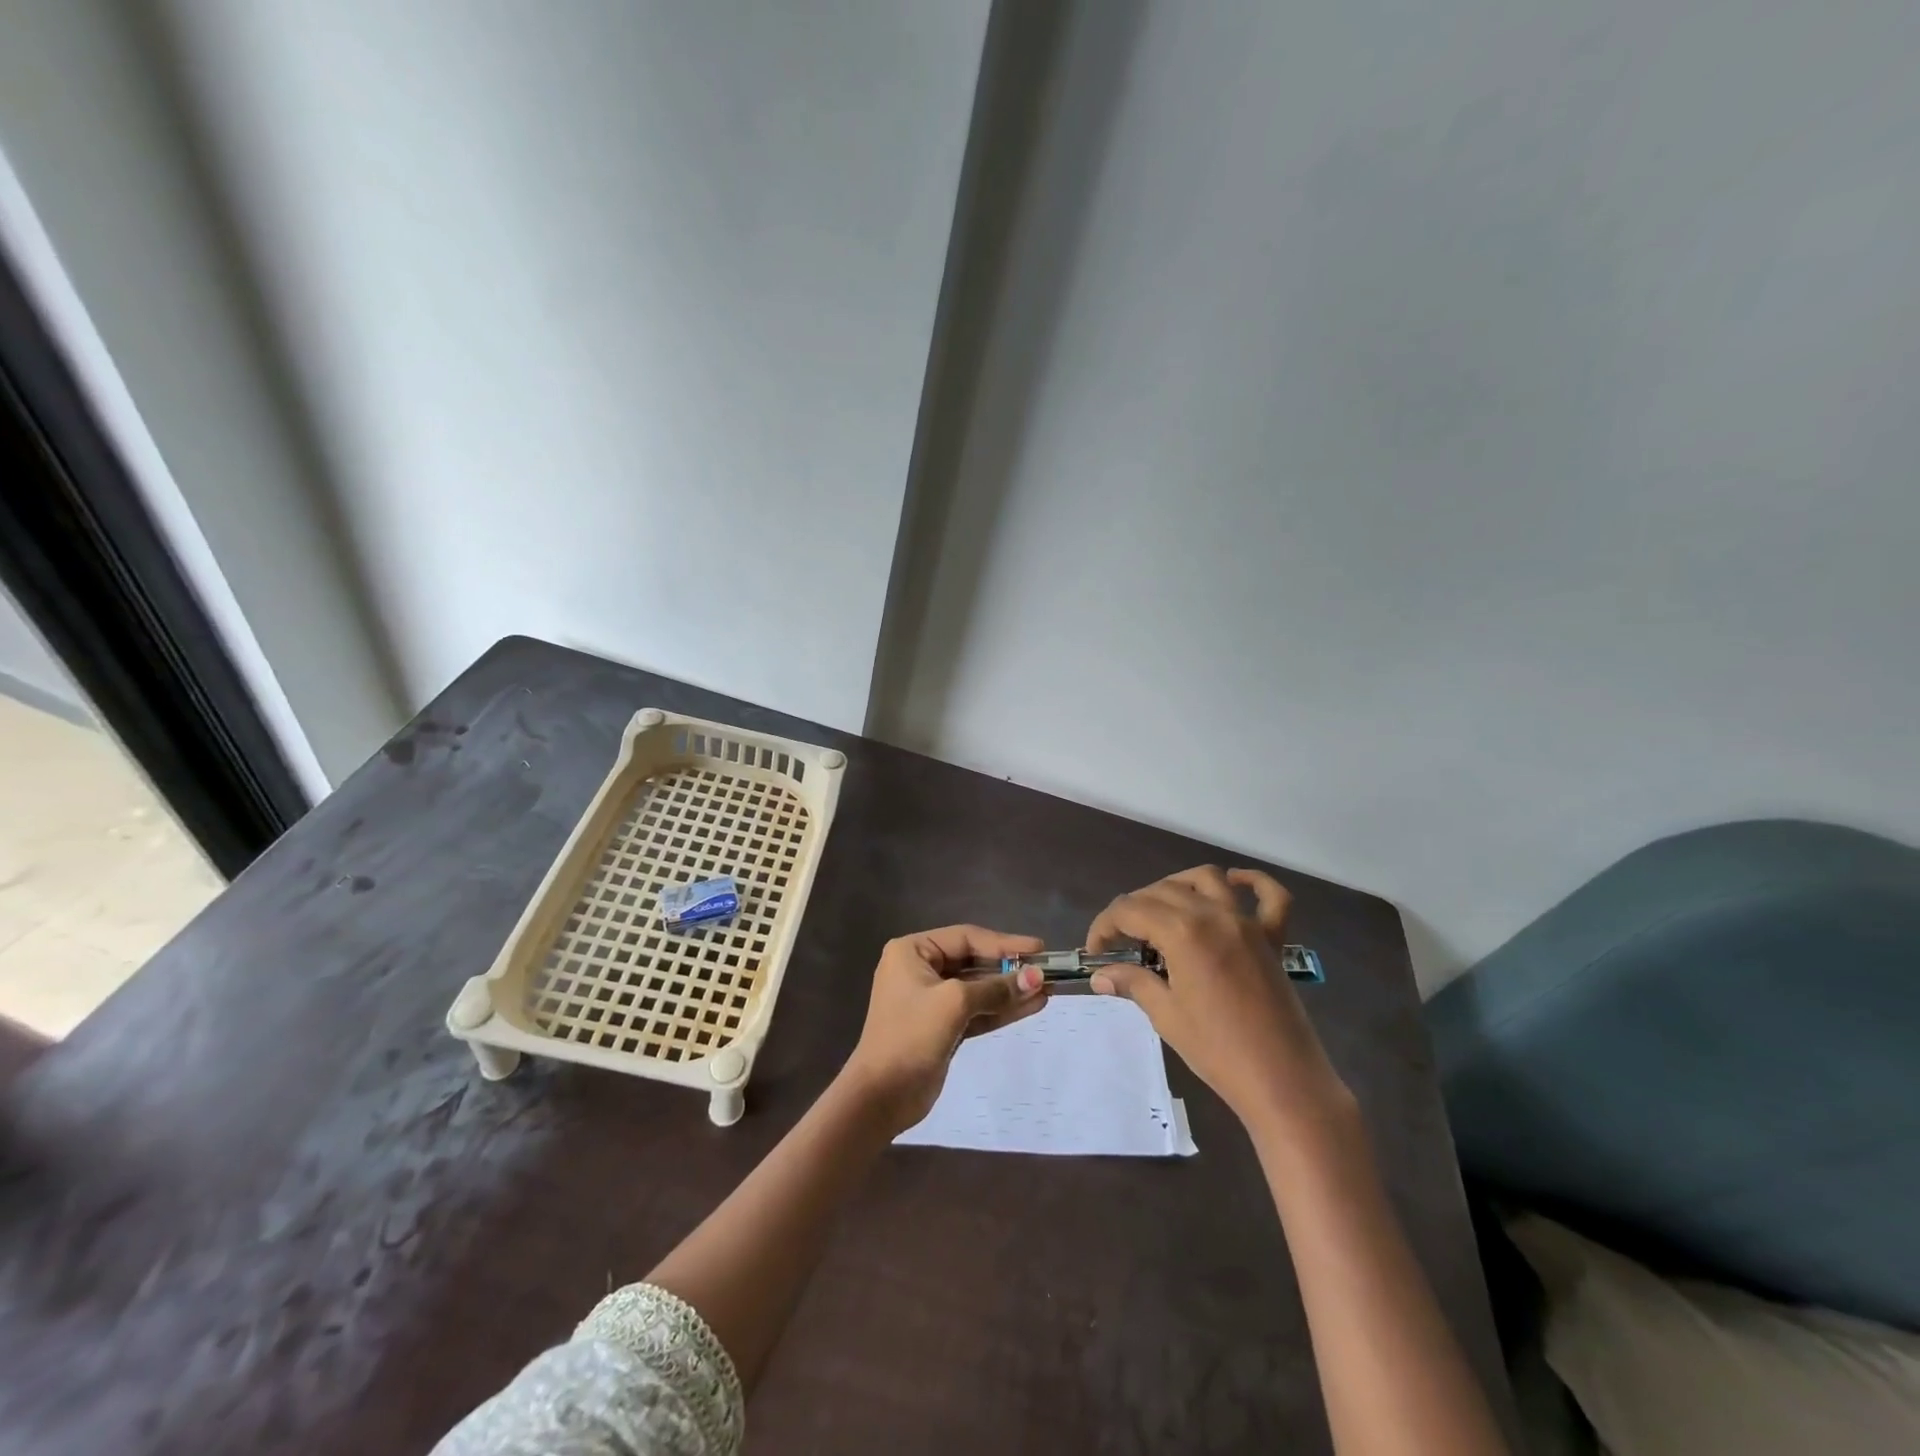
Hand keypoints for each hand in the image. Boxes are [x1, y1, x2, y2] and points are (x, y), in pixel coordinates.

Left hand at [841, 925, 1047, 1134]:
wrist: (881, 1096)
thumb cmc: (911, 1035)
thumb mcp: (954, 1003)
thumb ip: (996, 989)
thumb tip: (1036, 977)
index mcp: (912, 951)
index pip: (966, 938)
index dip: (1004, 943)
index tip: (1038, 948)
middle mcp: (920, 969)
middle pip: (973, 961)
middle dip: (1009, 969)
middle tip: (1047, 971)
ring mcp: (931, 1000)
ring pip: (978, 989)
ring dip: (1010, 990)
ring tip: (1047, 990)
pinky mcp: (942, 1027)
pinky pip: (976, 1011)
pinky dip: (1001, 1009)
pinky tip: (1031, 1006)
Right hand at [1086, 866, 1347, 1130]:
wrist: (1282, 1082)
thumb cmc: (1217, 1051)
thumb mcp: (1166, 1015)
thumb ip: (1133, 983)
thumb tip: (1100, 976)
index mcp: (1183, 932)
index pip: (1130, 910)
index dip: (1105, 926)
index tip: (1095, 951)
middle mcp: (1214, 915)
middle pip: (1162, 891)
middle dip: (1133, 909)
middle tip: (1121, 941)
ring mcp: (1247, 923)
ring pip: (1206, 880)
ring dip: (1177, 886)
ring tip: (1161, 911)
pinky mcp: (1273, 939)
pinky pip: (1270, 896)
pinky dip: (1252, 882)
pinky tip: (1233, 883)